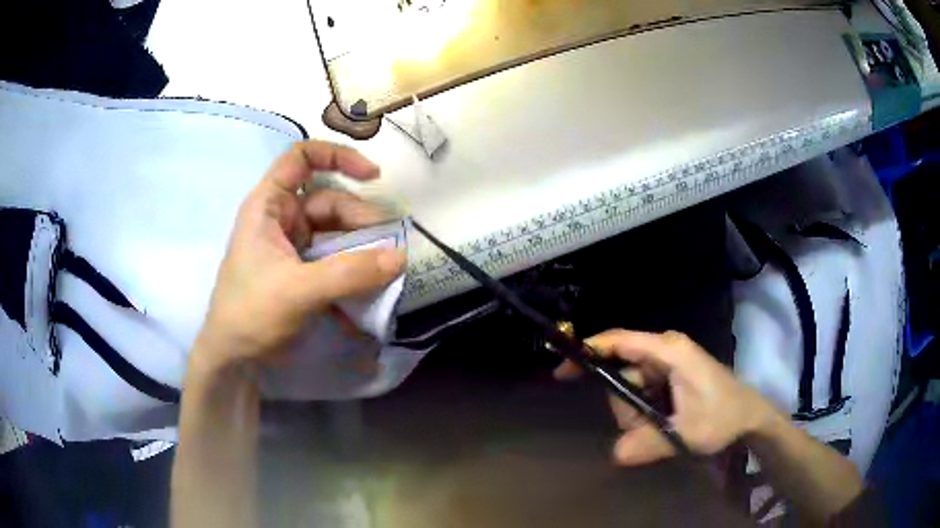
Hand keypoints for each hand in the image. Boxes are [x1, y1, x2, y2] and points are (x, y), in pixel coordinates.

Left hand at [192, 141, 405, 372]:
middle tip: (388, 248)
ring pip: (336, 233)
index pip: (301, 158)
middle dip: (360, 220)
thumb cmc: (251, 313)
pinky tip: (372, 291)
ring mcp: (294, 247)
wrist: (235, 360)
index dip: (337, 156)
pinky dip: (355, 271)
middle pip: (330, 201)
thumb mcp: (298, 290)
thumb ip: (350, 273)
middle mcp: (282, 219)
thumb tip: (401, 257)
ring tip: (385, 272)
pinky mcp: (304, 273)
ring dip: (362, 249)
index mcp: (269, 206)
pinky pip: (336, 261)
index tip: (373, 176)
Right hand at [555, 329, 775, 464]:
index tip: (563, 370)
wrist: (750, 417)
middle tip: (644, 430)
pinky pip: (642, 393)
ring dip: (636, 414)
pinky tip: (662, 425)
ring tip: (661, 430)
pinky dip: (643, 413)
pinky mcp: (671, 377)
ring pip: (630, 387)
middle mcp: (665, 351)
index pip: (620, 341)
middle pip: (622, 373)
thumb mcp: (687, 432)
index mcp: (669, 351)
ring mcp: (668, 364)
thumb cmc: (722, 416)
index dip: (589, 351)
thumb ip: (649, 442)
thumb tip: (615, 455)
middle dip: (625, 405)